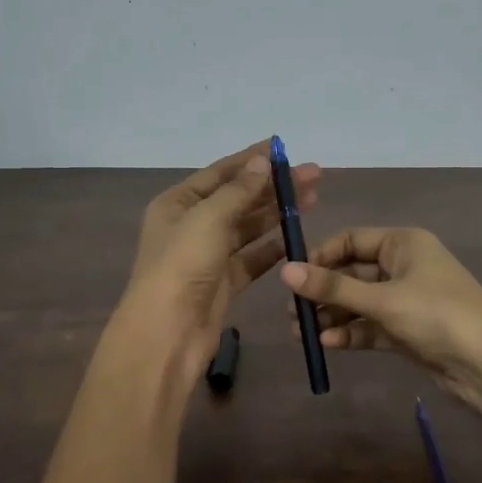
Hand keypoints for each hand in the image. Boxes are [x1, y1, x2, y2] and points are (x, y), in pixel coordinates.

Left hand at [125, 139, 321, 371]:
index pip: (220, 172)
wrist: (167, 333)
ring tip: (312, 200)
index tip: (284, 149)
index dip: (252, 159)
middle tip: (314, 176)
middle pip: (238, 198)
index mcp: (177, 203)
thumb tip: (262, 162)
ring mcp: (208, 255)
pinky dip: (272, 247)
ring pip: (248, 227)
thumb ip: (239, 190)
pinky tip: (296, 236)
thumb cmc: (182, 266)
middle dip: (273, 187)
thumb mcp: (209, 218)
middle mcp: (191, 225)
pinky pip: (252, 258)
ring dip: (276, 213)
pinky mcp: (224, 282)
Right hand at [281, 226, 481, 442]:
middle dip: (322, 292)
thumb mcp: (382, 299)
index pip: (350, 240)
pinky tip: (327, 343)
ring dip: (332, 315)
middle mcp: (403, 266)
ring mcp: (405, 300)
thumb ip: (332, 287)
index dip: (320, 256)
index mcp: (403, 243)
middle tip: (292, 314)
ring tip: (302, 335)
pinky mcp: (406, 330)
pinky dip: (350, 332)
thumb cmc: (437, 315)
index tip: (293, 278)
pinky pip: (370, 325)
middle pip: (351, 273)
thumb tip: (284, 270)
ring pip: (358, 302)